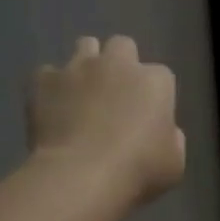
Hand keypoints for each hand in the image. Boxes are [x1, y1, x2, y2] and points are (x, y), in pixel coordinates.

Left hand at [30, 36, 185, 206]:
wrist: (80, 175)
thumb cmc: (137, 170)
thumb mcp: (174, 162)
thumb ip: (172, 139)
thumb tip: (163, 132)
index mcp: (155, 81)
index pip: (161, 75)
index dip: (154, 93)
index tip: (148, 115)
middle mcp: (118, 63)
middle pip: (122, 45)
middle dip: (120, 62)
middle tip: (115, 92)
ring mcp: (79, 67)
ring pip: (85, 46)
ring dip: (87, 63)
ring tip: (82, 91)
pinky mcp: (45, 80)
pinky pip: (48, 73)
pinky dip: (52, 86)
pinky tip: (52, 106)